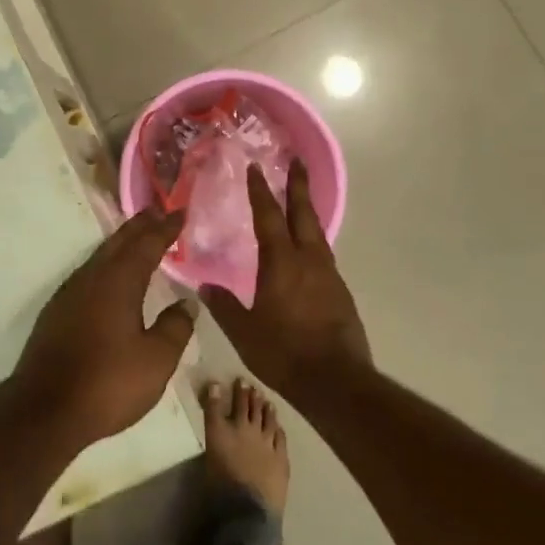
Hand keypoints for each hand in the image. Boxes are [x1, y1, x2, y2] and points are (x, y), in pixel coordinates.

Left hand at [12, 209, 196, 446]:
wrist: (45, 409)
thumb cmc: (108, 382)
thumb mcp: (156, 360)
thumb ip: (175, 328)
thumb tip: (186, 304)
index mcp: (119, 281)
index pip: (147, 244)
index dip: (165, 228)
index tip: (180, 212)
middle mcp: (93, 277)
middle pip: (119, 242)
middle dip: (140, 225)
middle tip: (158, 210)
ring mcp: (70, 293)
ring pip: (101, 256)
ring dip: (121, 243)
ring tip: (137, 237)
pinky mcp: (57, 311)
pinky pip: (89, 273)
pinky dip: (106, 264)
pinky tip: (109, 277)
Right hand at [199, 158, 370, 401]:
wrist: (337, 382)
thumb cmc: (284, 352)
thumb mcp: (243, 332)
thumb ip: (223, 306)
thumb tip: (204, 287)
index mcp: (281, 262)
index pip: (268, 216)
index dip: (260, 190)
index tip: (256, 168)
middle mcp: (308, 260)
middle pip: (303, 213)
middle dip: (298, 185)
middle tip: (296, 161)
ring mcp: (329, 275)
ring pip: (317, 233)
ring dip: (307, 212)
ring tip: (300, 201)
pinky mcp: (341, 293)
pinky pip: (324, 255)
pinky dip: (314, 241)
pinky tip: (308, 251)